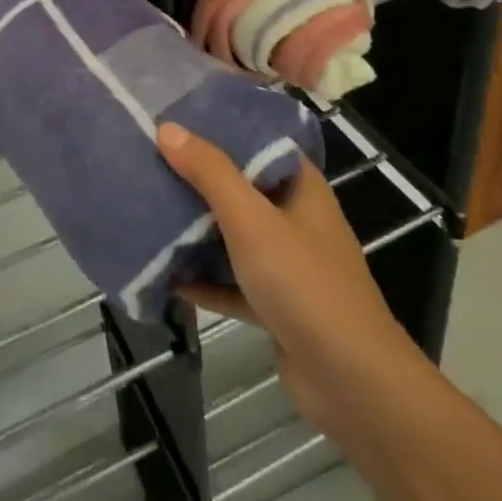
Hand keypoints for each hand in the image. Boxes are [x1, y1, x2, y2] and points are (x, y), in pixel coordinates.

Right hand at [157, 123, 418, 441]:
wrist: (351, 383)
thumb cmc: (304, 283)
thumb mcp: (251, 219)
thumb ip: (210, 172)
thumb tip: (167, 127)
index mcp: (301, 187)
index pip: (260, 143)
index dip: (222, 129)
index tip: (178, 118)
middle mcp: (297, 219)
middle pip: (242, 188)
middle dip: (200, 179)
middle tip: (151, 160)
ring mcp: (288, 265)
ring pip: (235, 236)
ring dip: (198, 230)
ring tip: (150, 209)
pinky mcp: (276, 306)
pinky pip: (233, 282)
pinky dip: (205, 279)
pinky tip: (166, 277)